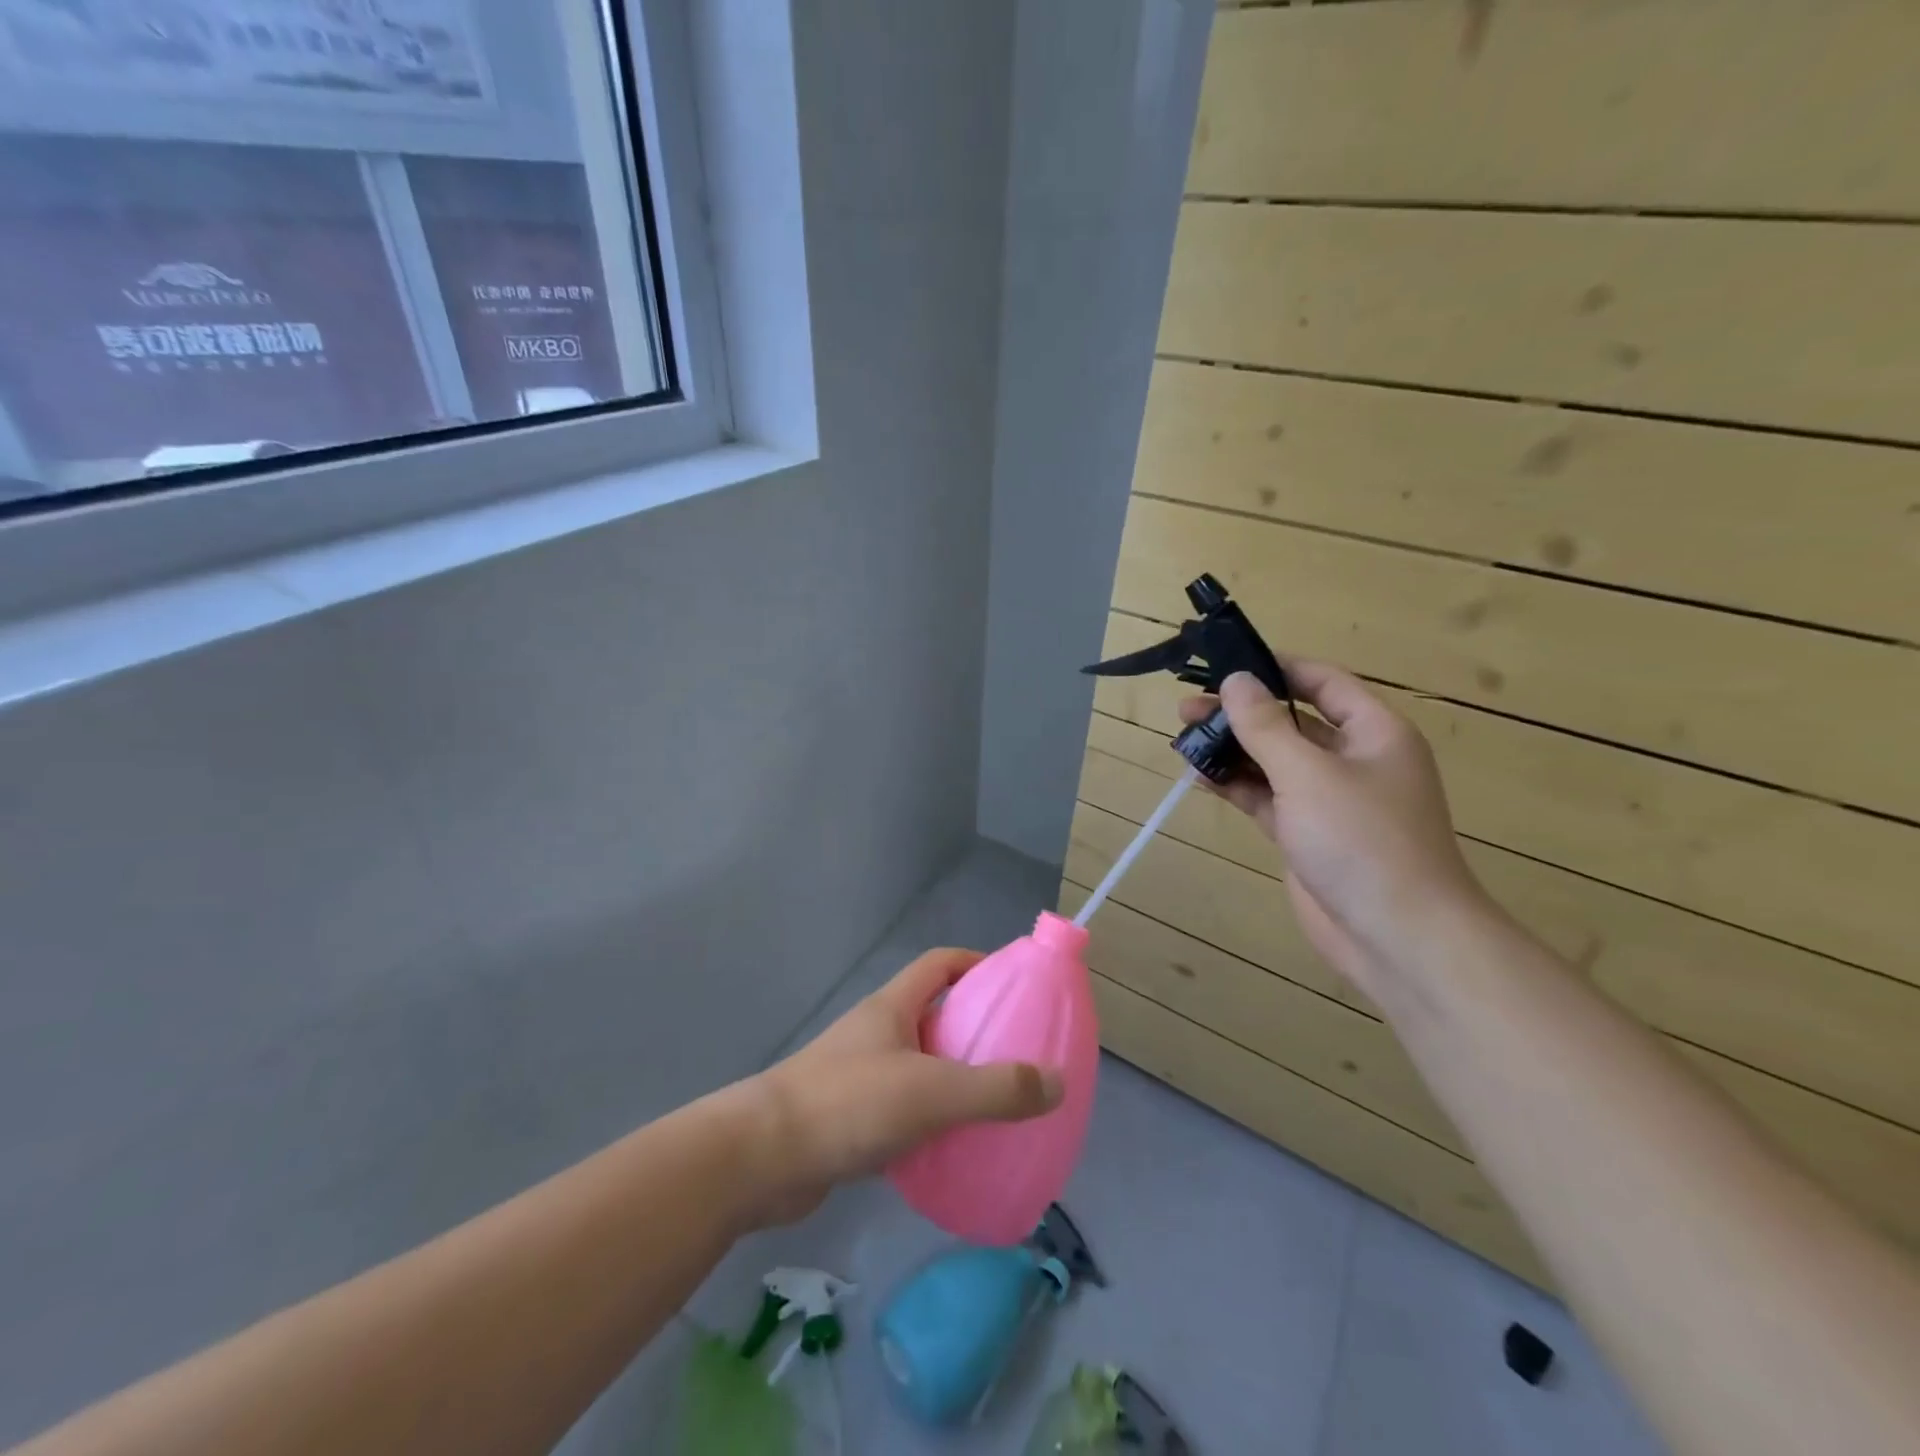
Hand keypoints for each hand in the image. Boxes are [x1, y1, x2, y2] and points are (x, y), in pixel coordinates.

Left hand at [745, 948, 1064, 1224]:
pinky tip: (956, 1150)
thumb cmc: (847, 1104)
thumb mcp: (931, 1091)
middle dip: (975, 1030)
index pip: (940, 964)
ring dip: (955, 1080)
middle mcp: (878, 1033)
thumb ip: (996, 1088)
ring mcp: (862, 1075)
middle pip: (935, 1015)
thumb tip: (1057, 1082)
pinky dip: (932, 1122)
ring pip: (921, 1066)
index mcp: (893, 1007)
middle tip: (1019, 1056)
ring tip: (998, 1106)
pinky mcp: (852, 1119)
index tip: (1014, 985)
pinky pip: (905, 1110)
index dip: (977, 964)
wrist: (761, 1159)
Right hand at [1181, 665, 1487, 1000]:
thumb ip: (1265, 726)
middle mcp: (1353, 760)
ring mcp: (1328, 800)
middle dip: (1240, 713)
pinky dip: (1235, 785)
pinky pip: (1265, 797)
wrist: (1396, 935)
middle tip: (1187, 708)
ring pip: (1273, 761)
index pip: (1323, 683)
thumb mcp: (1308, 773)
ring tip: (1183, 740)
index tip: (1226, 664)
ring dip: (1232, 750)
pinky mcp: (1306, 834)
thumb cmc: (1362, 840)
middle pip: (1290, 722)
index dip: (1276, 669)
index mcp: (1374, 733)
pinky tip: (1200, 776)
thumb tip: (1235, 680)